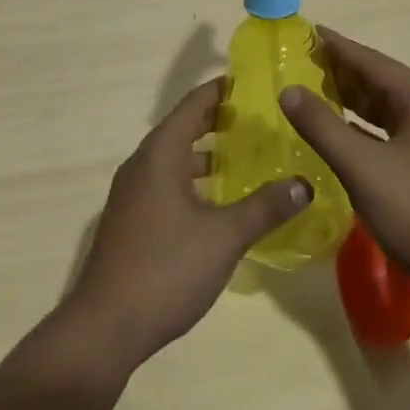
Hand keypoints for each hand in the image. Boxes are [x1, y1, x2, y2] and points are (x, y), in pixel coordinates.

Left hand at [61, 77, 310, 373]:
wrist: (104, 327)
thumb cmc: (166, 269)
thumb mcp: (224, 237)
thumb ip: (265, 207)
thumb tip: (305, 184)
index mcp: (160, 153)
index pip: (193, 105)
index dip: (221, 90)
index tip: (252, 82)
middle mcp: (142, 163)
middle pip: (183, 128)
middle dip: (218, 122)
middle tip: (259, 120)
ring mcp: (132, 193)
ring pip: (174, 159)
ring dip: (206, 154)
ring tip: (246, 158)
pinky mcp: (130, 220)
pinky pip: (165, 183)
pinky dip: (193, 180)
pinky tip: (218, 204)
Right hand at [280, 29, 409, 317]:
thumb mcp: (363, 168)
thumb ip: (323, 127)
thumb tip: (288, 90)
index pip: (369, 60)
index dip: (335, 46)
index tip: (305, 31)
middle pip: (377, 80)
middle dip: (339, 71)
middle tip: (299, 61)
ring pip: (383, 108)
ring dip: (349, 99)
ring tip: (311, 90)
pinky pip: (388, 132)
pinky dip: (361, 127)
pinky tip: (337, 133)